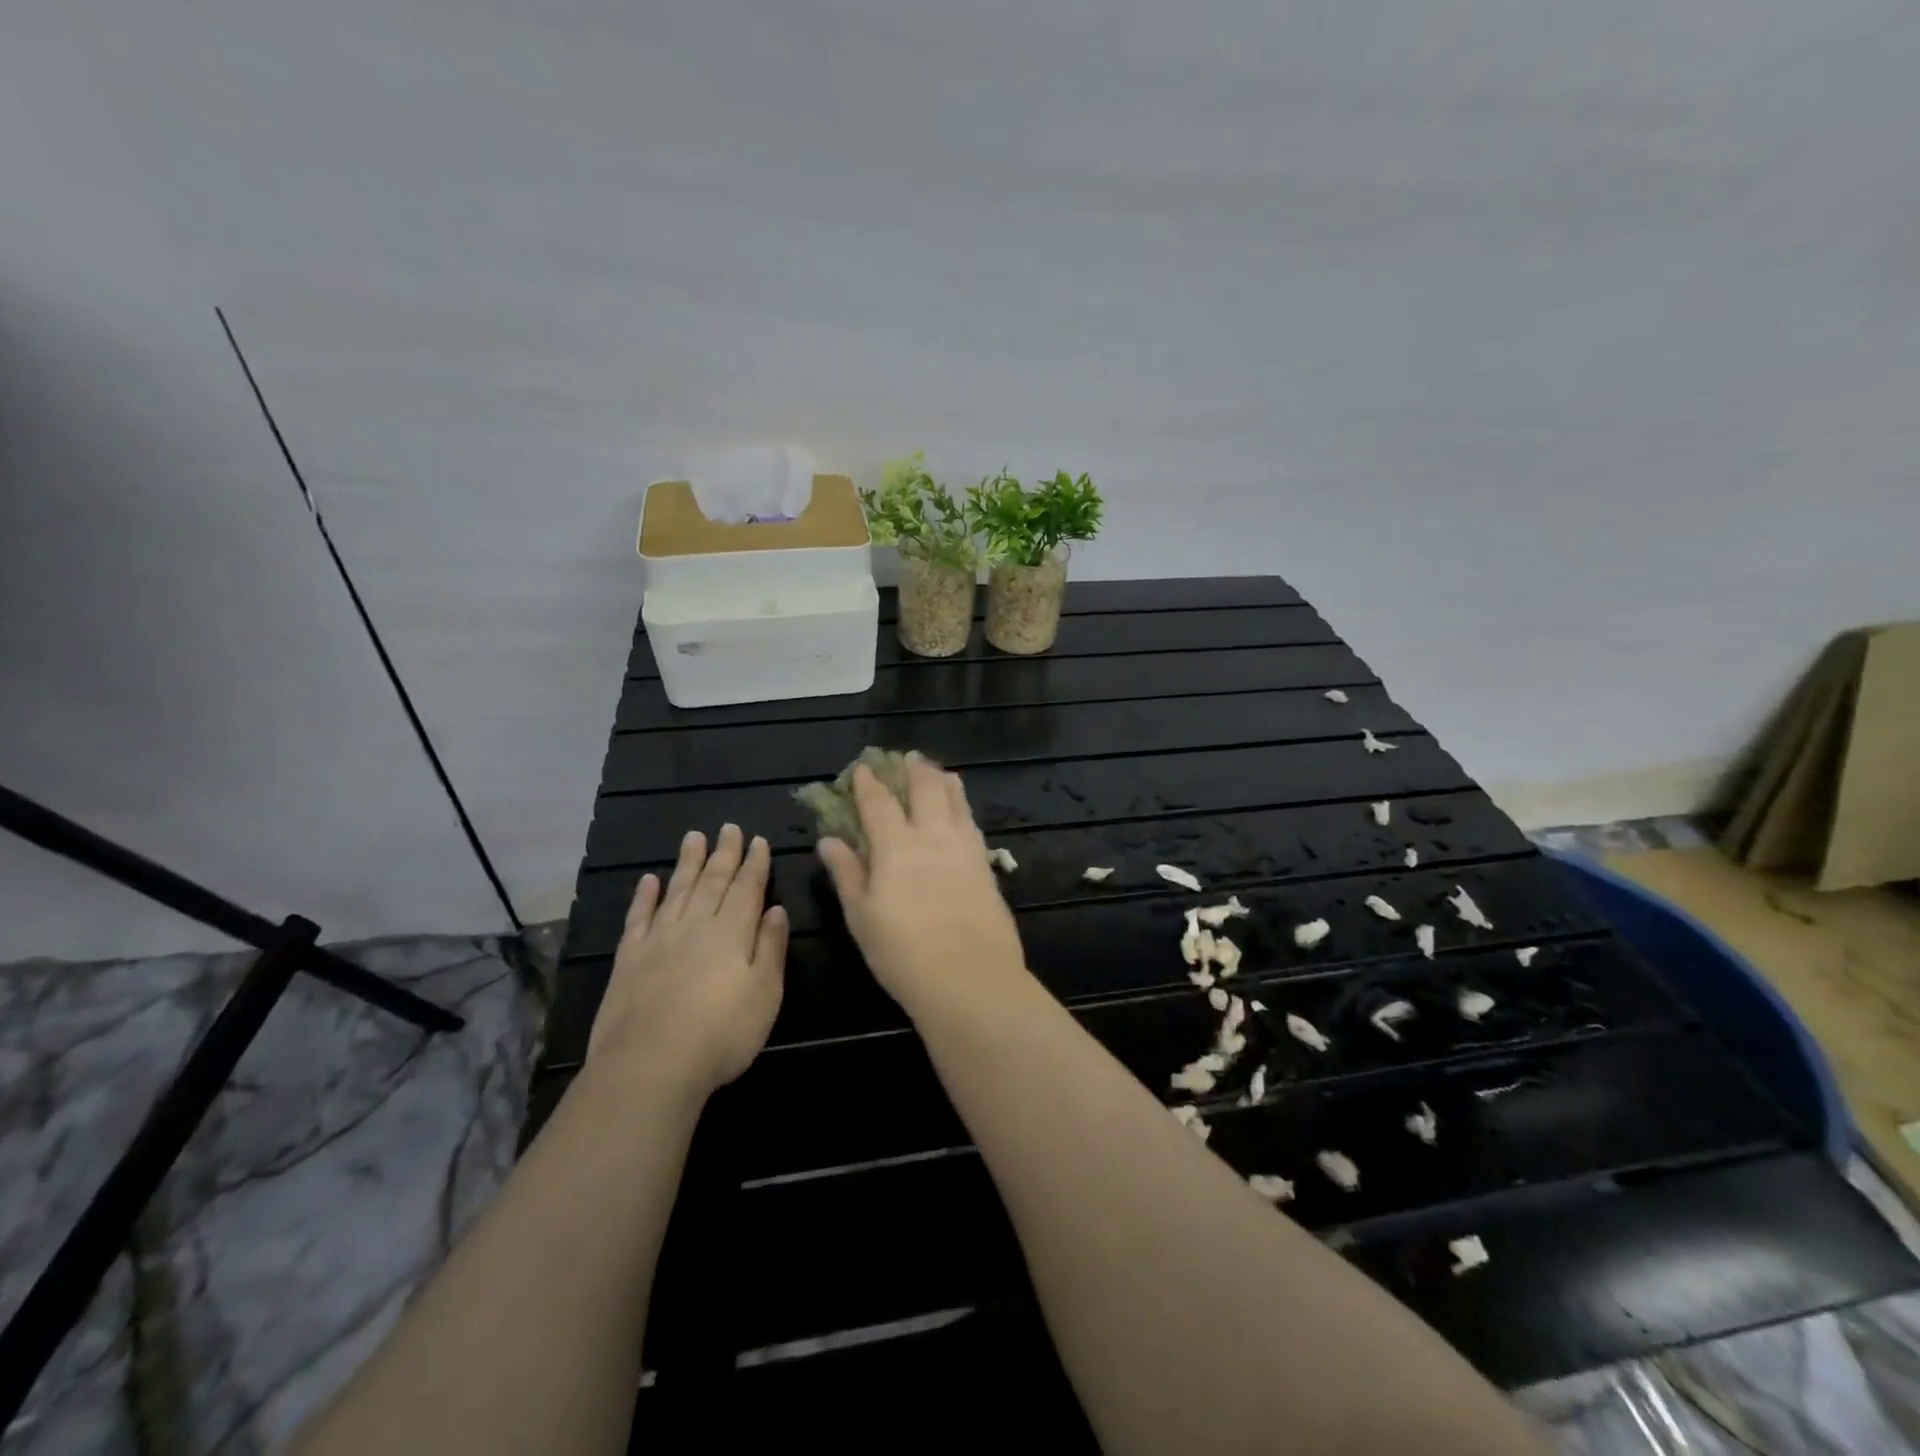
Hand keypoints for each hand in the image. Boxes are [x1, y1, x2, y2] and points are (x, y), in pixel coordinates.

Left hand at [587, 824, 787, 1097]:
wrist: (651, 1065)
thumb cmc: (722, 1034)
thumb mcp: (765, 994)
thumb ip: (771, 948)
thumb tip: (776, 910)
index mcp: (733, 932)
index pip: (747, 888)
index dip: (754, 863)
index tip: (758, 840)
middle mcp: (696, 925)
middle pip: (713, 881)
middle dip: (724, 853)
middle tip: (728, 827)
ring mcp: (659, 939)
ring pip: (677, 890)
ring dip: (687, 863)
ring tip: (693, 837)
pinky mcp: (629, 958)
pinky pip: (638, 917)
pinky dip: (644, 896)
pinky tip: (648, 880)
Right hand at [817, 756, 1029, 1018]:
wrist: (970, 978)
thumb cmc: (903, 953)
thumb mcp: (862, 916)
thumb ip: (847, 873)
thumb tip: (829, 840)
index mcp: (896, 846)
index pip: (878, 804)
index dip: (868, 783)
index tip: (862, 768)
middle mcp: (933, 837)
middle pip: (925, 789)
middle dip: (914, 769)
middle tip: (908, 757)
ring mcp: (965, 849)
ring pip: (956, 801)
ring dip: (944, 781)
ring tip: (939, 772)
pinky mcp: (987, 866)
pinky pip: (973, 824)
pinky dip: (964, 808)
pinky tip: (963, 812)